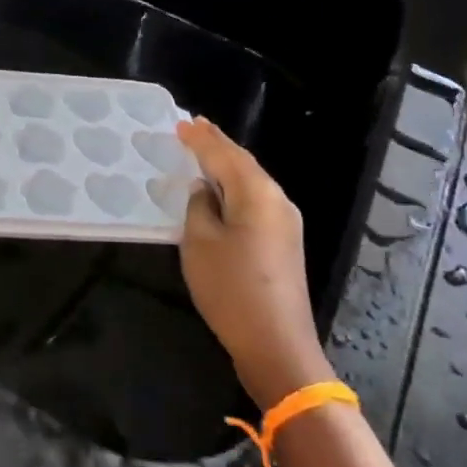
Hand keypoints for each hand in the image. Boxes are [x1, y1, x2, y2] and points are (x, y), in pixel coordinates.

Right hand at [177, 116, 332, 408]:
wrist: (276, 344)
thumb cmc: (231, 288)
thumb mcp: (200, 242)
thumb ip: (199, 206)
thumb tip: (205, 189)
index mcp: (258, 194)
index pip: (225, 155)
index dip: (201, 139)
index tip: (182, 123)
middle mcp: (277, 201)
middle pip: (244, 164)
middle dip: (218, 145)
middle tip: (195, 126)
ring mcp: (285, 223)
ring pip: (251, 182)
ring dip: (227, 165)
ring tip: (204, 149)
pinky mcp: (283, 244)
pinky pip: (255, 202)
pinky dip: (235, 187)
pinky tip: (220, 188)